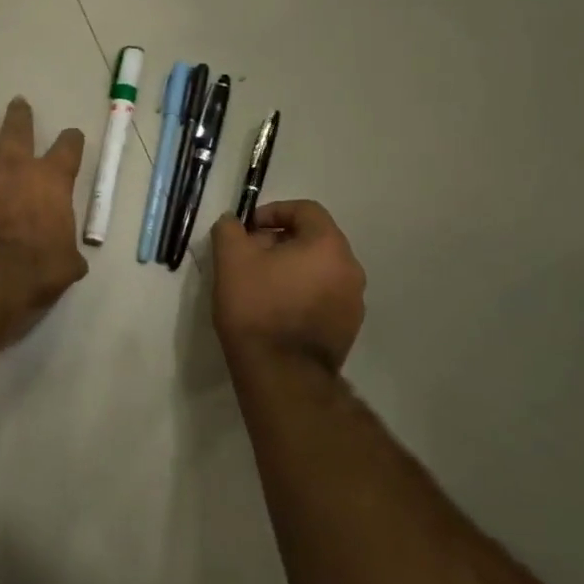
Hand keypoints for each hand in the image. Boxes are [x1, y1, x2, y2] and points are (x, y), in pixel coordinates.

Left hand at [0, 97, 87, 330]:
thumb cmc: (33, 270)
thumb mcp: (67, 265)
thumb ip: (69, 253)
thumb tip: (72, 259)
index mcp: (51, 180)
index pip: (68, 148)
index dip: (72, 140)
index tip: (72, 136)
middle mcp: (14, 167)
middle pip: (18, 129)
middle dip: (20, 115)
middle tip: (18, 102)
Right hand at [211, 200, 365, 371]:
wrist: (281, 373)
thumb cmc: (257, 308)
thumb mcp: (231, 260)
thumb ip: (229, 229)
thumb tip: (233, 222)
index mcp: (328, 245)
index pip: (305, 210)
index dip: (273, 212)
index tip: (248, 229)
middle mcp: (350, 268)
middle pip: (314, 240)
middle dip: (280, 241)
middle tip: (250, 257)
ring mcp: (354, 301)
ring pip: (320, 270)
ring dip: (292, 269)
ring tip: (261, 286)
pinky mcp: (348, 329)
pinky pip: (324, 297)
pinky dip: (303, 294)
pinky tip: (277, 311)